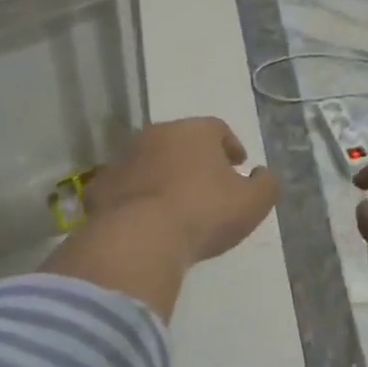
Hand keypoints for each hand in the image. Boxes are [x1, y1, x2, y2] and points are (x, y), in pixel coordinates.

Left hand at [85, 118, 278, 263]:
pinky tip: (146, 220)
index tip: (238, 165)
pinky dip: (137, 197)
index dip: (230, 146)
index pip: (217, 129)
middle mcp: (156, 135)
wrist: (140, 237)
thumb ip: (266, 184)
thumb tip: (263, 174)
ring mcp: (124, 159)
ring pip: (150, 161)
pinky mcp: (101, 186)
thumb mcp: (253, 202)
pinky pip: (126, 187)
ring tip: (175, 204)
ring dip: (163, 176)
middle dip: (195, 159)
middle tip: (207, 183)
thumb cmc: (204, 213)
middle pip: (180, 141)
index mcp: (194, 131)